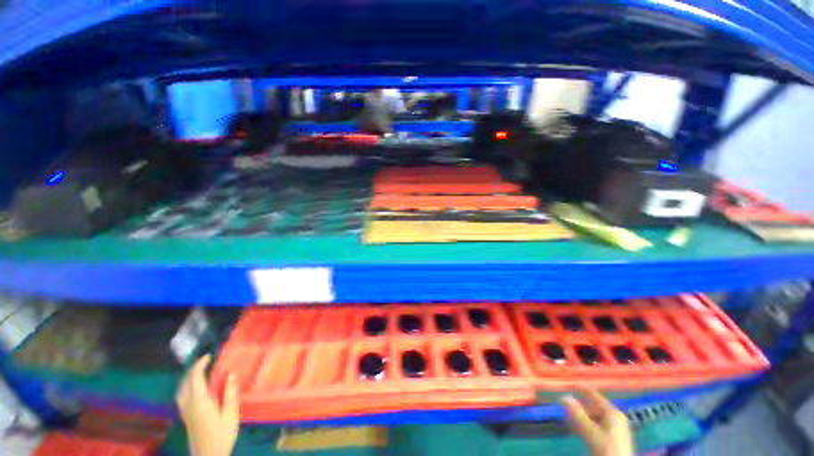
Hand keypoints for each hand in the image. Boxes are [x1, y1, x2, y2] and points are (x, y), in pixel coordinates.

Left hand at [176, 355, 238, 455]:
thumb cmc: (221, 434)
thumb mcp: (231, 414)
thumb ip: (230, 393)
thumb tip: (231, 373)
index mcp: (199, 401)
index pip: (195, 377)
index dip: (200, 364)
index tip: (209, 356)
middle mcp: (188, 403)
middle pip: (185, 382)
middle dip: (193, 369)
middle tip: (206, 361)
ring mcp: (185, 411)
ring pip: (181, 389)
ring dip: (188, 378)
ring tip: (199, 372)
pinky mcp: (185, 416)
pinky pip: (181, 395)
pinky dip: (186, 386)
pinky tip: (194, 388)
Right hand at [562, 388, 632, 455]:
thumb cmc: (606, 448)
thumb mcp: (591, 432)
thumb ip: (577, 414)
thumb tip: (564, 397)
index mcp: (613, 412)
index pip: (595, 396)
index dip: (582, 390)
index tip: (570, 384)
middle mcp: (615, 417)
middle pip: (594, 407)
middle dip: (579, 407)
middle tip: (566, 407)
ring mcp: (616, 427)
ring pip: (595, 417)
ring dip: (582, 417)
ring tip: (569, 419)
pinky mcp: (614, 437)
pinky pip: (597, 425)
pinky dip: (587, 425)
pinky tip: (578, 429)